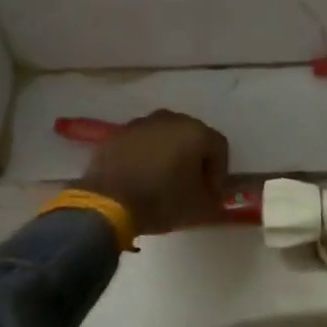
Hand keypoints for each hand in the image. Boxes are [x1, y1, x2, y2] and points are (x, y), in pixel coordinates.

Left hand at [74, 111, 230, 236]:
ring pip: (165, 138)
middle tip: (190, 186)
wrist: (107, 203)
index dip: (219, 172)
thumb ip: (213, 198)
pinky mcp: (117, 134)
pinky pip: (140, 144)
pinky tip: (140, 178)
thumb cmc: (161, 201)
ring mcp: (140, 124)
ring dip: (169, 156)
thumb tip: (211, 194)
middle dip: (195, 160)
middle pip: (192, 137)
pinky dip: (145, 157)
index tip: (210, 194)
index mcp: (195, 131)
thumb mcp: (199, 208)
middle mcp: (170, 118)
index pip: (219, 148)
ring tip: (162, 182)